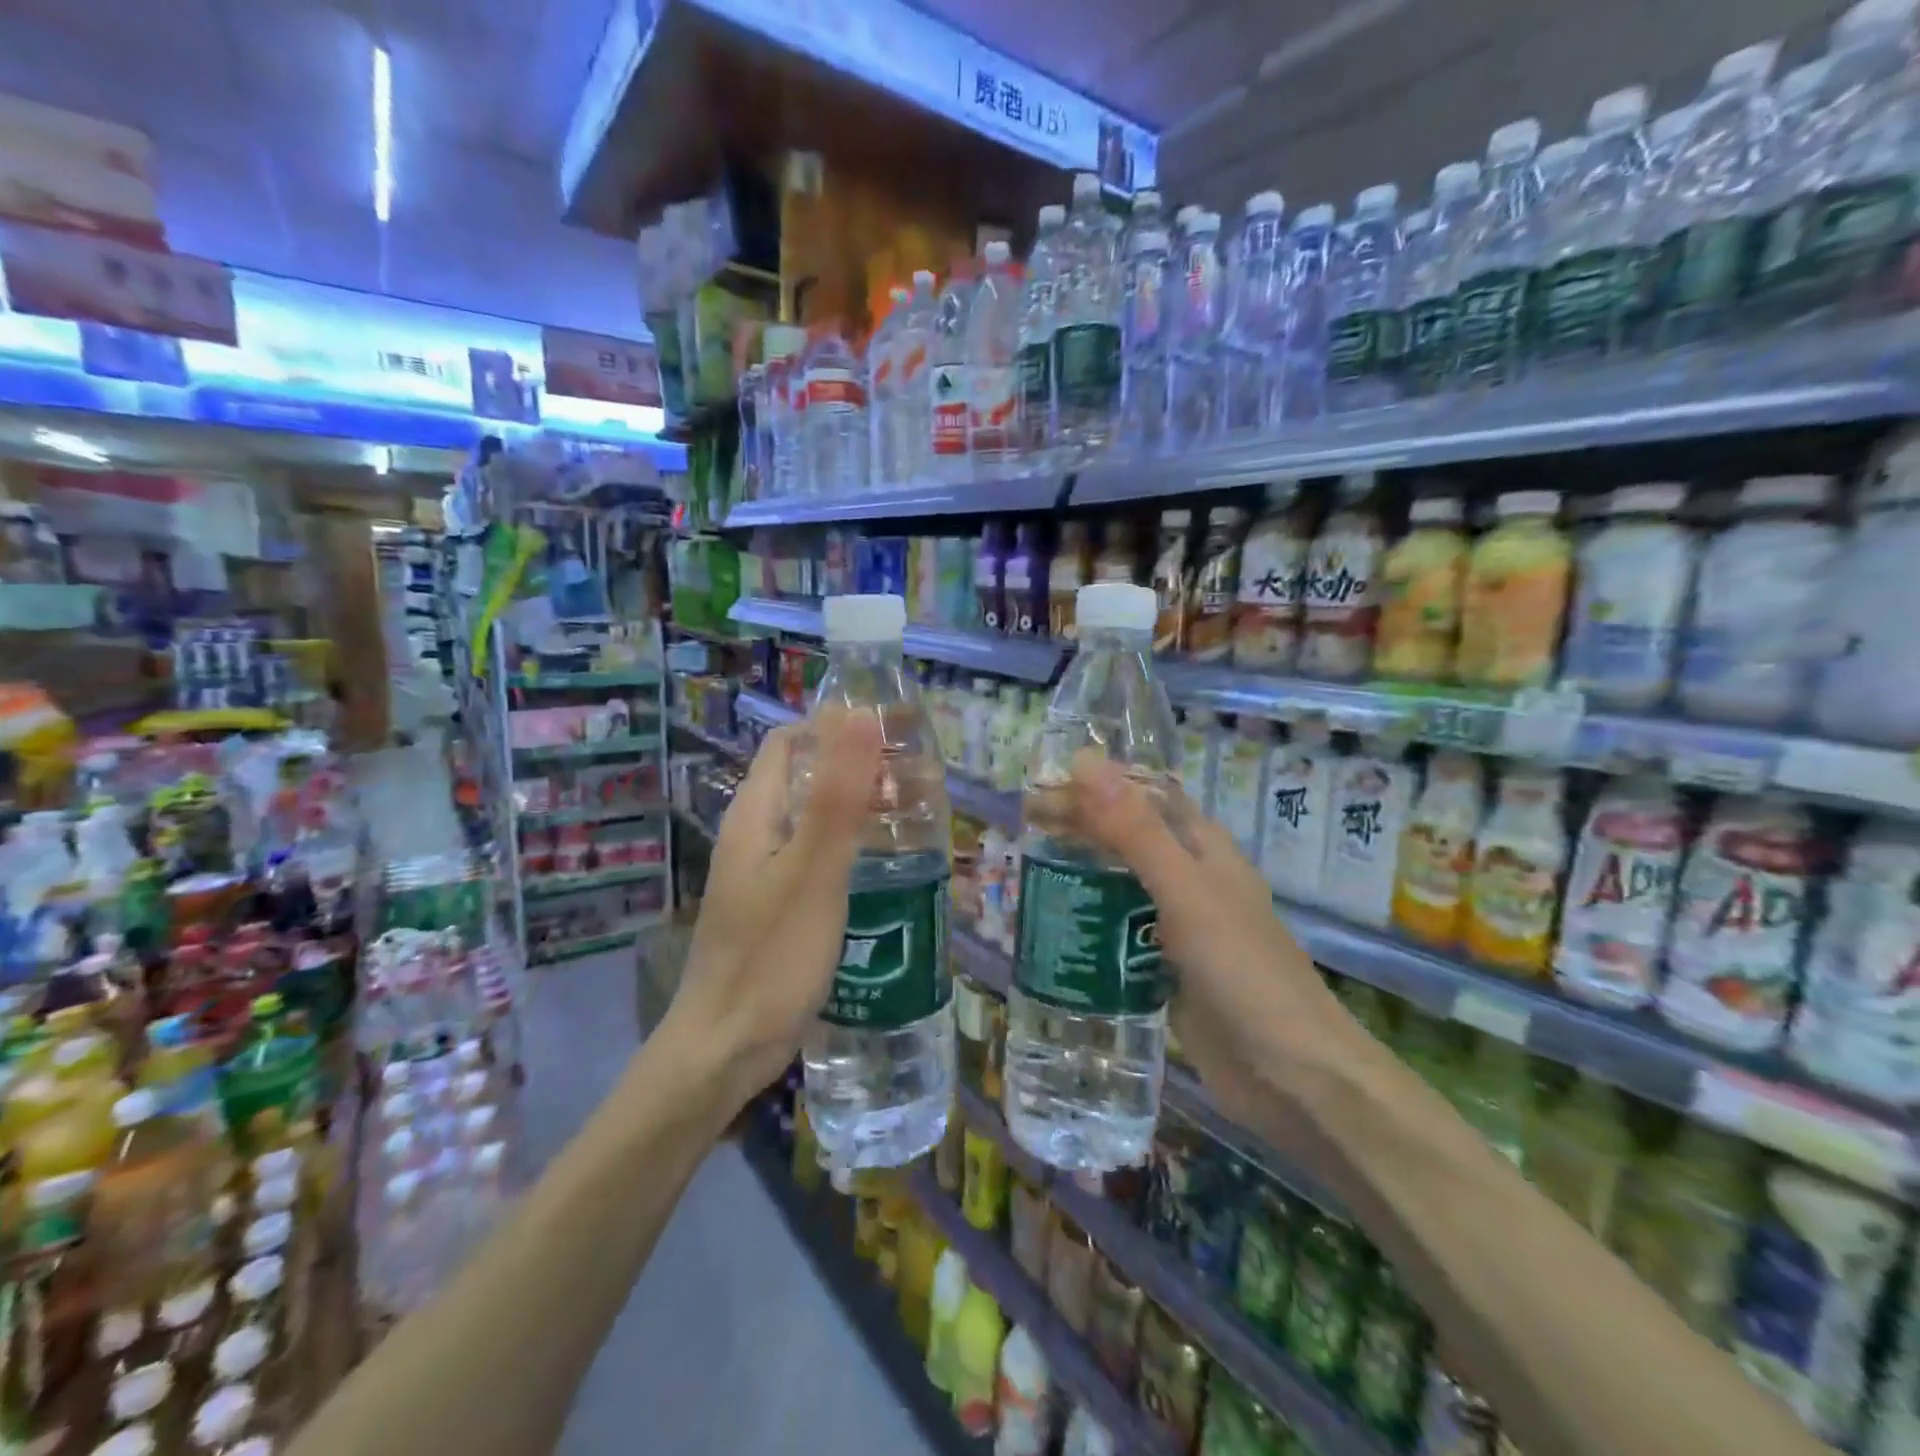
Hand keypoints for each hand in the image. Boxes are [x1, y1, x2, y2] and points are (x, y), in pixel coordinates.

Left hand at [660, 711, 883, 1109]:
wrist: (725, 1048)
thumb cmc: (772, 955)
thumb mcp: (813, 870)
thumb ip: (837, 795)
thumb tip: (859, 715)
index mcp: (755, 815)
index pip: (789, 742)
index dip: (834, 727)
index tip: (890, 734)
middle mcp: (754, 836)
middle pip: (802, 778)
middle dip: (854, 768)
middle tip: (913, 779)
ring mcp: (762, 875)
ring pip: (810, 820)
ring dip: (855, 808)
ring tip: (911, 817)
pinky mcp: (775, 908)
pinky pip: (813, 859)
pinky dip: (848, 848)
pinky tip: (882, 867)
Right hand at [1063, 752, 1362, 1144]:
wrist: (1293, 1076)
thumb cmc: (1242, 971)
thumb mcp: (1185, 892)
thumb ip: (1135, 831)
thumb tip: (1084, 762)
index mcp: (1203, 849)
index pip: (1143, 797)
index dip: (1096, 785)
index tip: (1043, 786)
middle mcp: (1192, 880)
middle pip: (1128, 839)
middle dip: (1080, 829)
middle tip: (1023, 828)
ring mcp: (1180, 928)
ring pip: (1122, 887)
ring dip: (1081, 876)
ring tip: (1027, 872)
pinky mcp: (1167, 970)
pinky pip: (1121, 935)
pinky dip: (1090, 925)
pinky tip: (1055, 929)